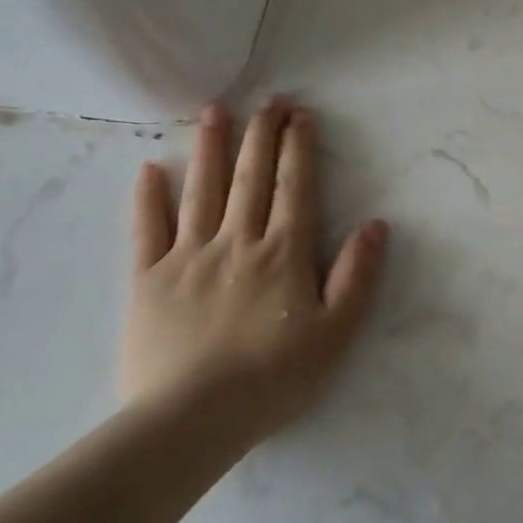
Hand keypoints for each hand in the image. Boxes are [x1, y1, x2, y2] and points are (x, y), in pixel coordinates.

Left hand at [124, 99, 387, 446]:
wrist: (190, 422)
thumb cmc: (272, 379)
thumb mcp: (335, 333)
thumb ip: (357, 276)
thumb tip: (376, 225)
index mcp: (283, 253)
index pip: (294, 187)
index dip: (299, 148)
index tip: (301, 115)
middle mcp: (237, 241)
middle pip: (251, 177)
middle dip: (262, 134)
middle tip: (269, 99)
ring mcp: (189, 257)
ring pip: (202, 190)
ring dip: (211, 147)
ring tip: (215, 110)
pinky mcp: (148, 280)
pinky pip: (147, 230)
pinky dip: (148, 198)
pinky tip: (150, 169)